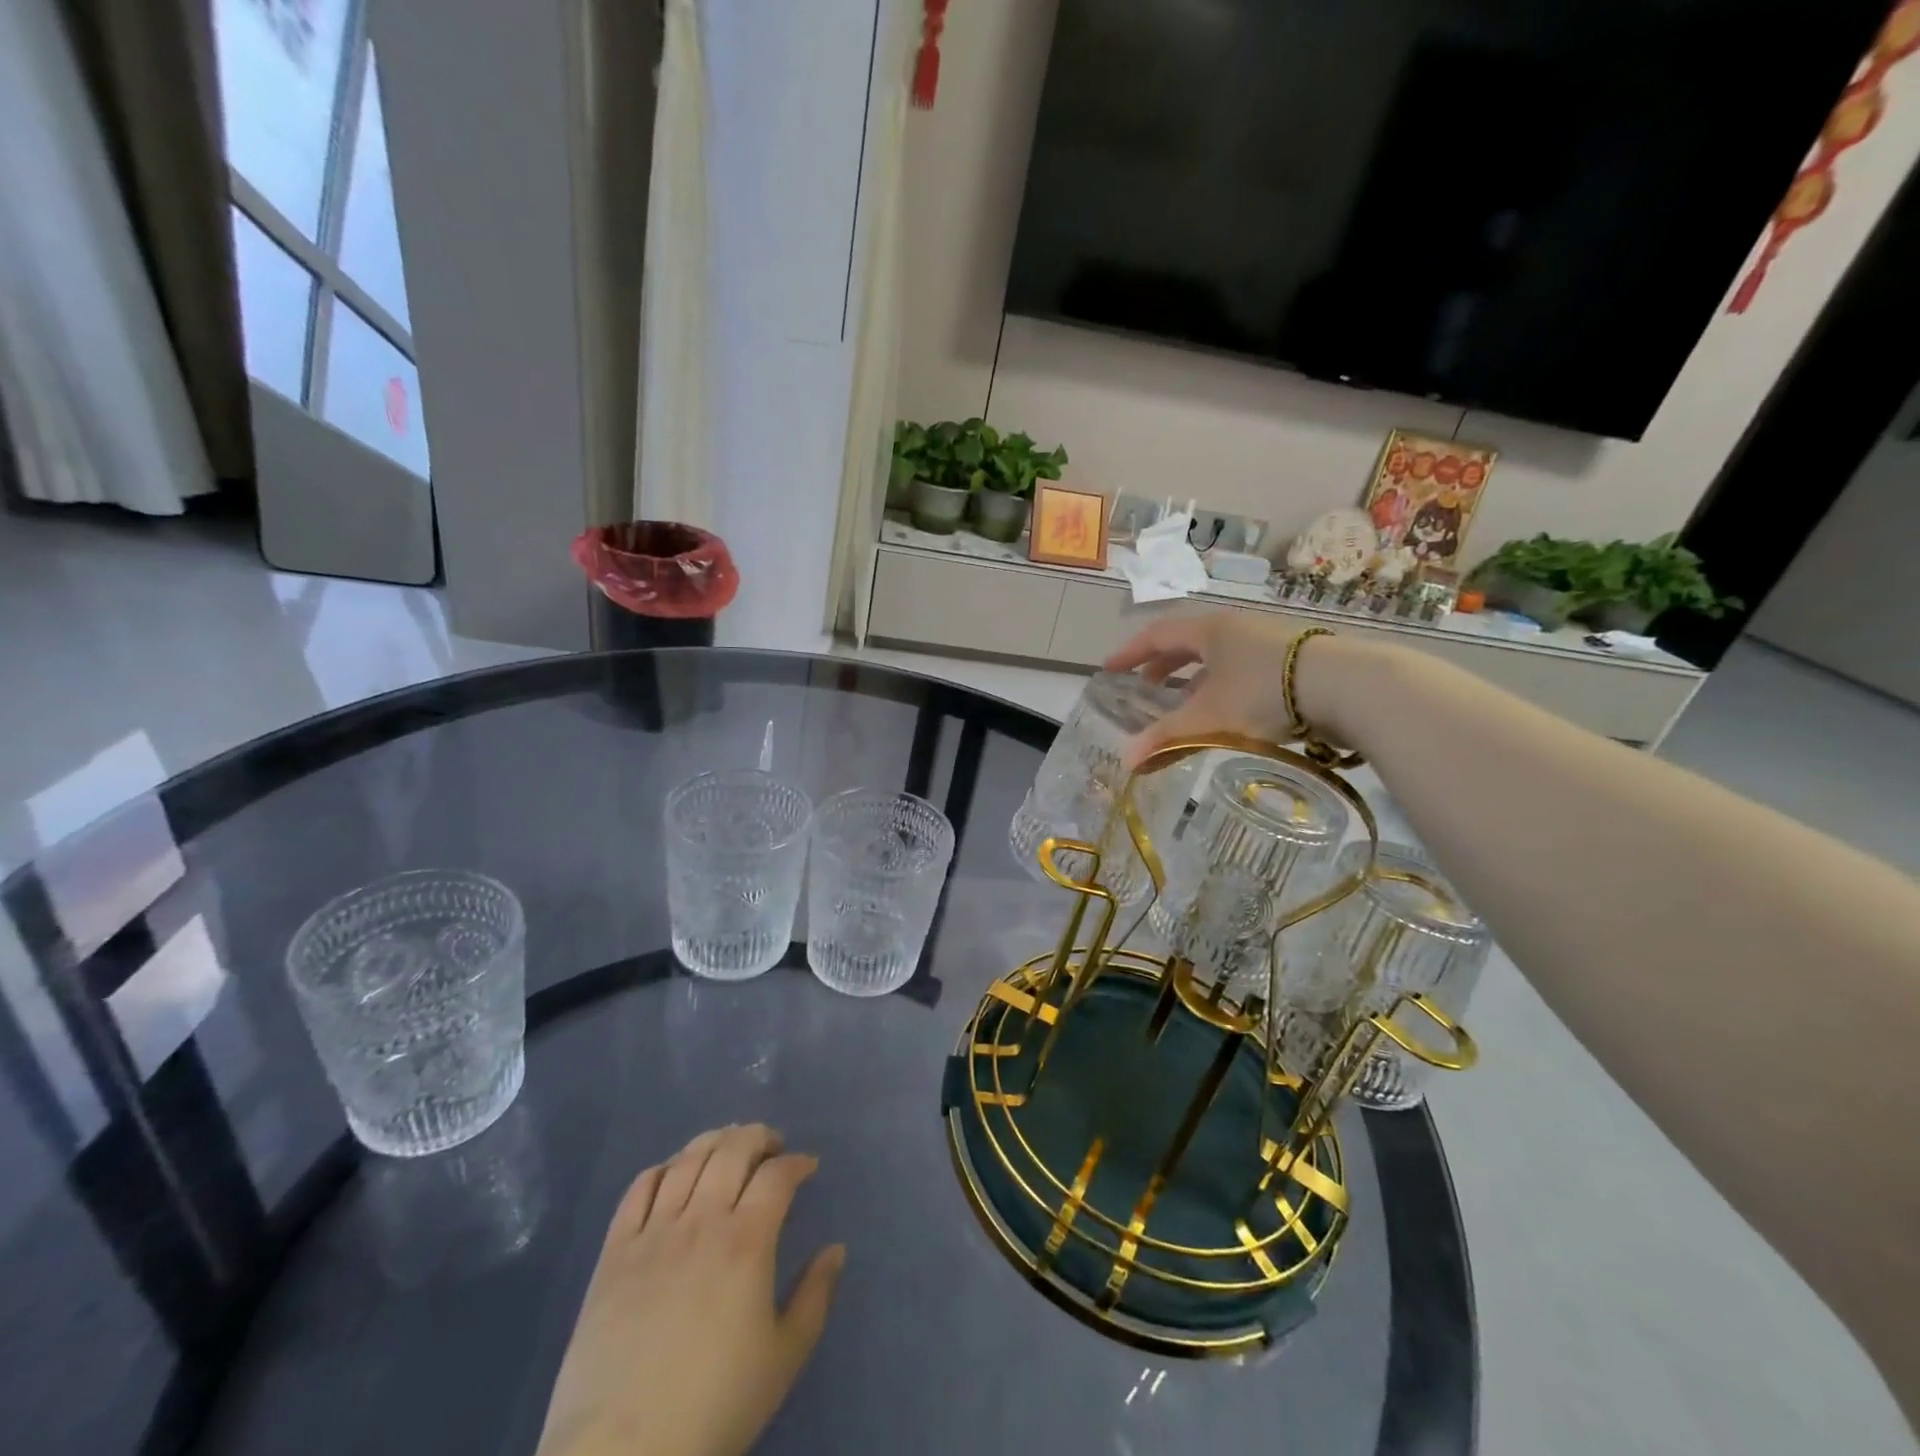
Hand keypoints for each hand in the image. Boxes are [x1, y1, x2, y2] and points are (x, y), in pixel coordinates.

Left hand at [536, 1125, 844, 1455]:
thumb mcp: (783, 1359)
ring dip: (714, 1142)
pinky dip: (663, 1169)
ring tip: (728, 1149)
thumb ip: (815, 1296)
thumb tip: (835, 1248)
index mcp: (746, 1241)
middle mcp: (701, 1221)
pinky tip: (675, 1175)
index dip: (798, 1162)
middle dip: (759, 1137)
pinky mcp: (614, 1252)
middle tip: (772, 1147)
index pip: (778, 1174)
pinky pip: (639, 1188)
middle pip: (733, 1149)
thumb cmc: (714, 1408)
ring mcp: (653, 1232)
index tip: (807, 1168)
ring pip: (688, 1159)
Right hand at [1105, 612, 1314, 766]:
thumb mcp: (1210, 716)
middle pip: (1187, 643)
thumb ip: (1167, 737)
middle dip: (1161, 666)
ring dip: (1193, 679)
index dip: (1130, 653)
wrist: (1346, 686)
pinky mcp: (1289, 660)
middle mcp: (1234, 628)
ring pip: (1216, 657)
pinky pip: (1239, 668)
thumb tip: (1126, 762)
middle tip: (1144, 688)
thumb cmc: (1265, 691)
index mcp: (1209, 630)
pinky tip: (1227, 711)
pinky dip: (1221, 686)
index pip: (1156, 635)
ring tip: (1183, 705)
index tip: (1109, 670)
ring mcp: (1265, 641)